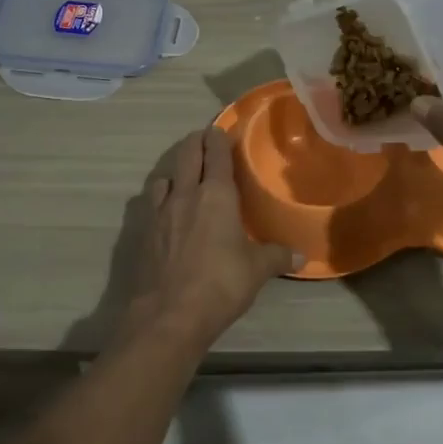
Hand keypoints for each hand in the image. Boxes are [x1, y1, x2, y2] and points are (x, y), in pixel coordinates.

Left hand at [115, 127, 295, 349]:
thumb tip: (300, 256)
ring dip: (175, 170)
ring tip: (183, 175)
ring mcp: (159, 213)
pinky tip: (165, 210)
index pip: (216, 154)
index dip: (218, 138)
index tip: (220, 129)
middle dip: (195, 142)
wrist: (168, 315)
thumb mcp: (257, 270)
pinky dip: (159, 198)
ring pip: (164, 176)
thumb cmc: (220, 284)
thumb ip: (277, 256)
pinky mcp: (142, 233)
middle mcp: (185, 195)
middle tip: (203, 139)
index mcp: (216, 195)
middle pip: (186, 155)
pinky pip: (150, 203)